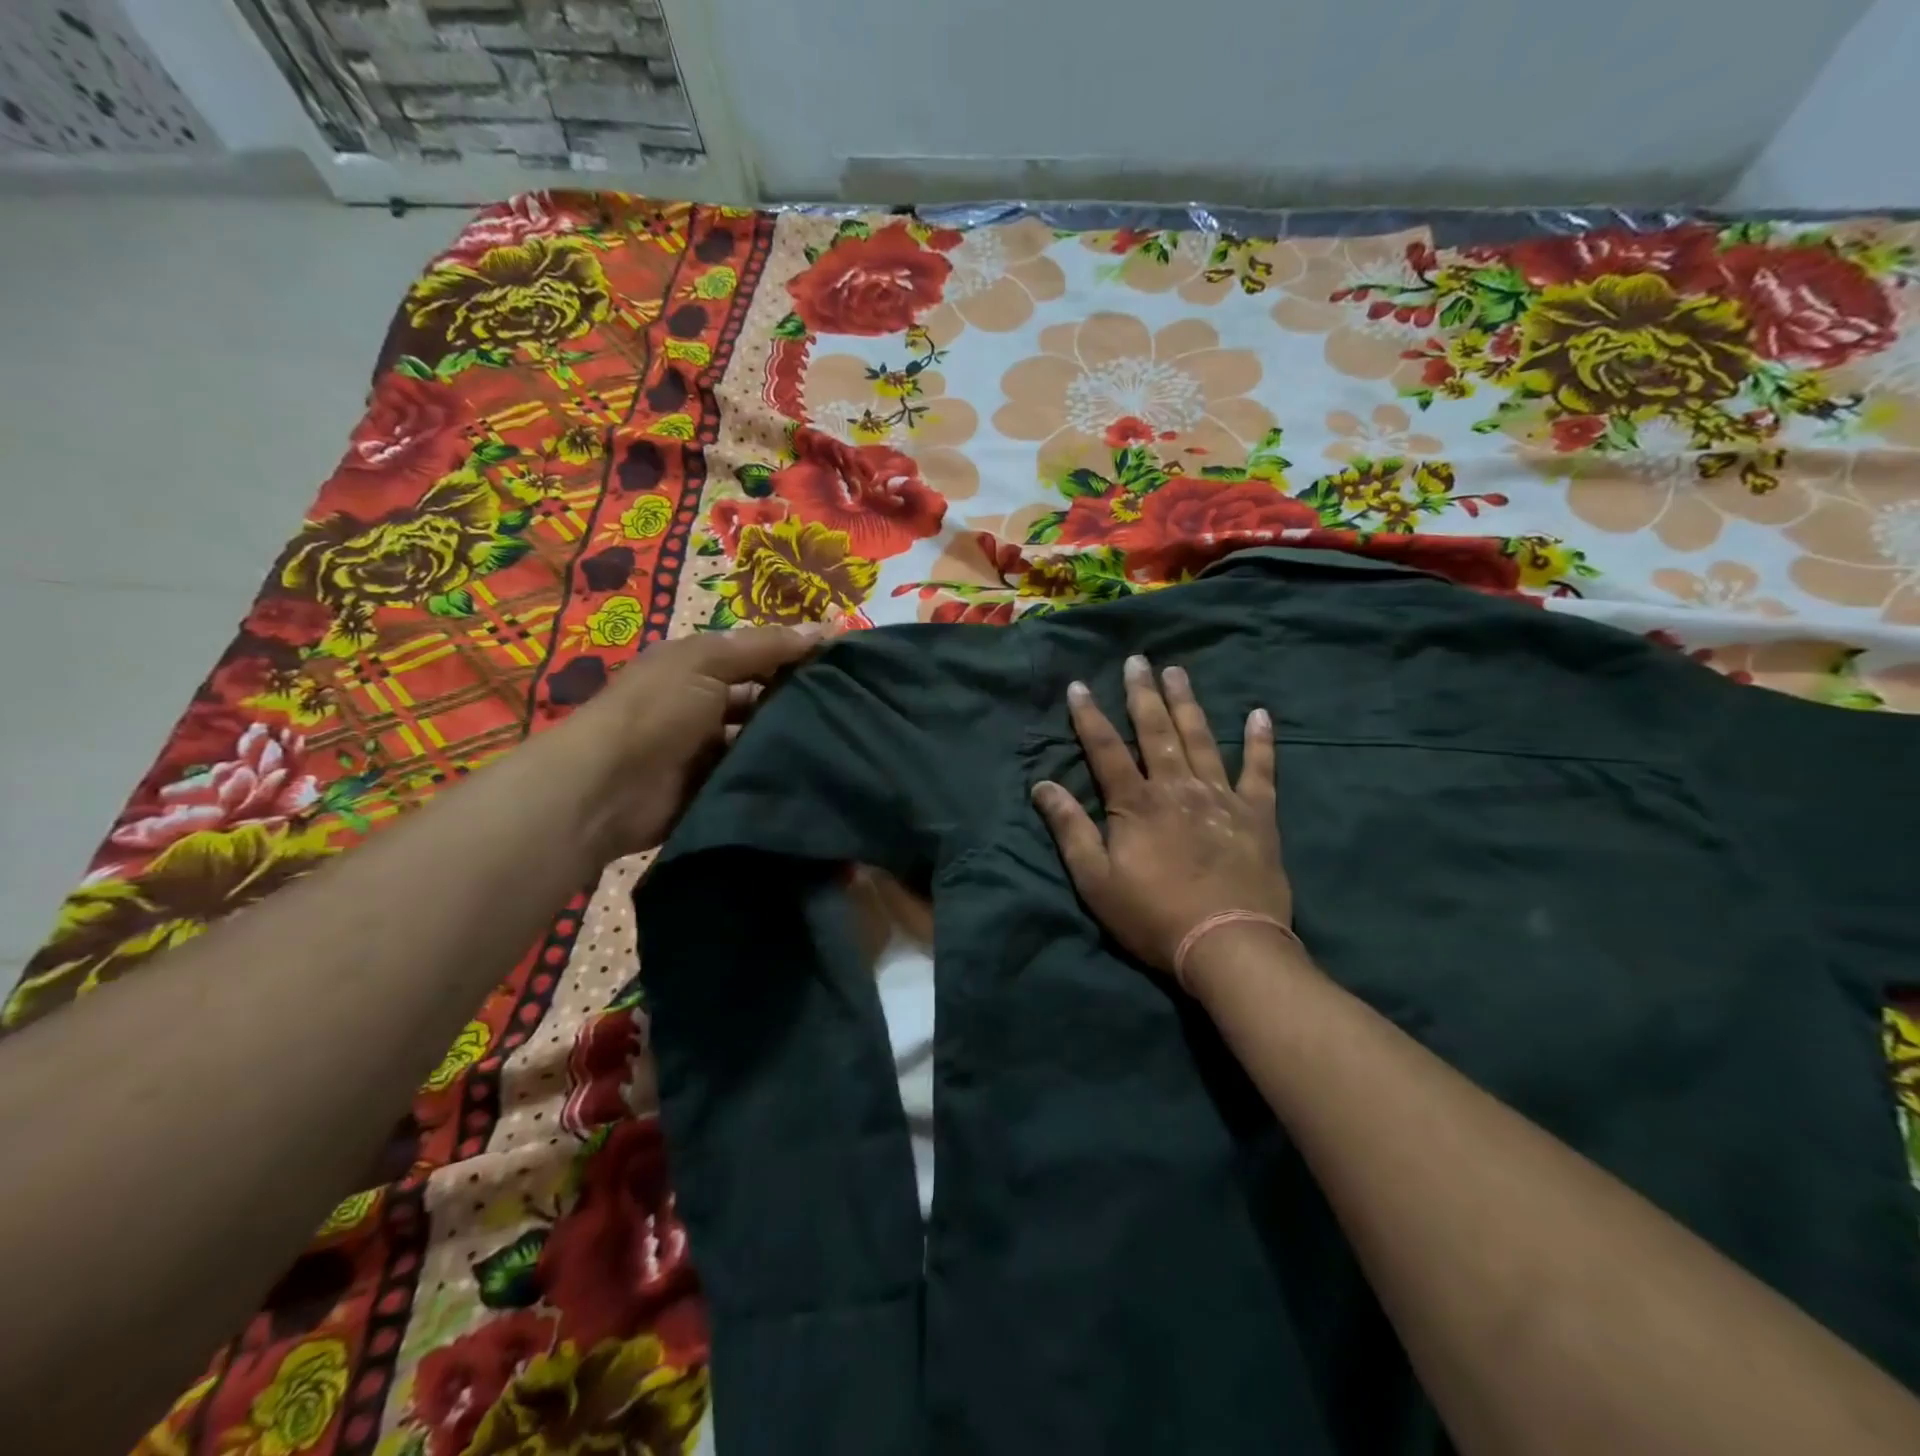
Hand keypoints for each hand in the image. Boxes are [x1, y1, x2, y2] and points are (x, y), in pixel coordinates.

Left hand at [564, 623, 829, 859]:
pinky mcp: (716, 790)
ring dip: (793, 742)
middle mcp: (705, 706)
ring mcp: (710, 752)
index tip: (847, 666)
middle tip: (854, 709)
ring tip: (847, 744)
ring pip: (763, 741)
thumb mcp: (706, 662)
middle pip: (764, 700)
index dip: (797, 657)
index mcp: (698, 668)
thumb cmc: (655, 710)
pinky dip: (779, 776)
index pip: (758, 657)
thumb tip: (826, 629)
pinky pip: (755, 777)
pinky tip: (820, 774)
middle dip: (801, 702)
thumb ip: (764, 647)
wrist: (607, 790)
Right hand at [1031, 654, 1293, 976]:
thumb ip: (1070, 829)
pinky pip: (1260, 770)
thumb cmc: (1152, 916)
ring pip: (1201, 738)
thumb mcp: (1095, 880)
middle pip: (1156, 731)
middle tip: (1138, 660)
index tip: (1079, 685)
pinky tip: (1260, 714)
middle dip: (1143, 694)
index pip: (1105, 748)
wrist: (1226, 943)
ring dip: (1188, 703)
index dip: (1089, 716)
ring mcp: (1221, 796)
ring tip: (1178, 671)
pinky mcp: (1257, 814)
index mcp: (1135, 803)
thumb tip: (1042, 785)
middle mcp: (1176, 787)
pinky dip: (1260, 741)